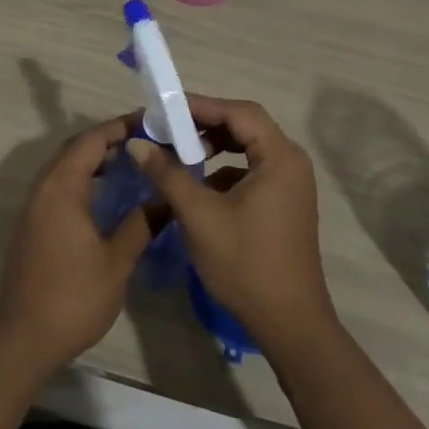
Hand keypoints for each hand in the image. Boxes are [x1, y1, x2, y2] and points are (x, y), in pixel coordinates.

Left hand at [0, 113, 152, 371]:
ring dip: (95, 159)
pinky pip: (59, 185)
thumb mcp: (117, 260)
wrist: (23, 338)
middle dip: (109, 139)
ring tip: (132, 163)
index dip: (120, 126)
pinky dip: (83, 178)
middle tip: (146, 141)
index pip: (92, 139)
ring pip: (66, 166)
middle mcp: (43, 187)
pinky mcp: (32, 224)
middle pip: (76, 148)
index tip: (151, 122)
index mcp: (62, 187)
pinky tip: (107, 196)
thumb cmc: (73, 297)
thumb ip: (141, 223)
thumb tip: (166, 198)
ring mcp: (34, 206)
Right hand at [126, 95, 336, 356]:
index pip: (239, 112)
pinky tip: (198, 185)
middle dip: (206, 124)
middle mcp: (291, 162)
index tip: (165, 109)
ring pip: (248, 148)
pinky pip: (251, 170)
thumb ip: (167, 174)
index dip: (201, 106)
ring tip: (179, 153)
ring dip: (214, 146)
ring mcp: (291, 184)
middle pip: (246, 126)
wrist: (289, 322)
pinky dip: (224, 169)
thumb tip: (137, 144)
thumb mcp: (199, 215)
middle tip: (169, 128)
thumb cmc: (245, 263)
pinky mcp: (284, 203)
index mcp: (280, 157)